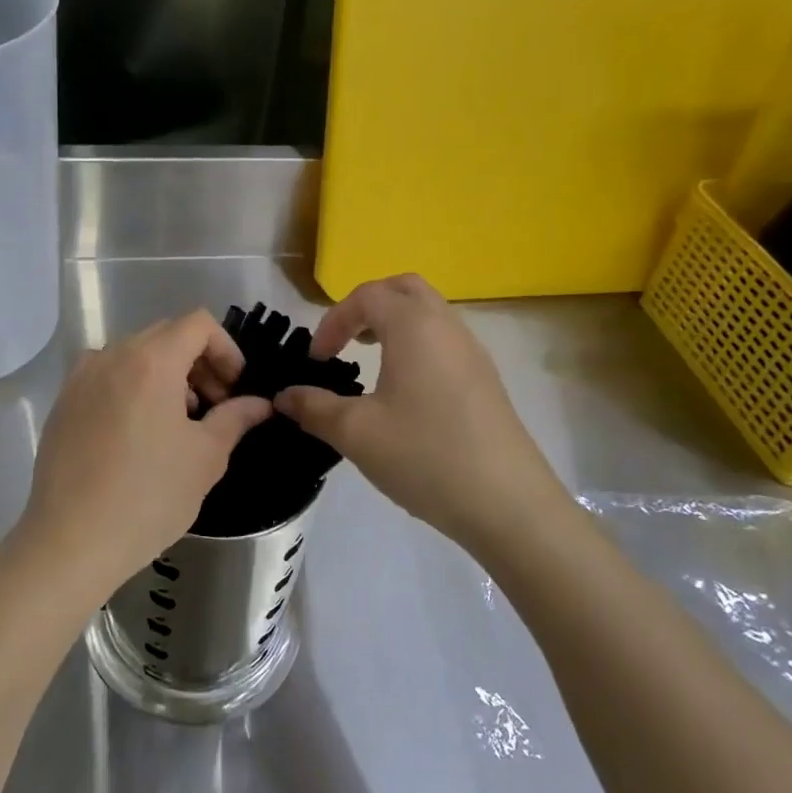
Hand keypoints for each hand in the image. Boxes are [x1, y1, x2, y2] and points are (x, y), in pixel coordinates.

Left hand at [19, 311, 271, 598]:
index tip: (234, 388)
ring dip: (166, 374)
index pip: (198, 324)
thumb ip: (235, 418)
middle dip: (198, 362)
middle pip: (165, 335)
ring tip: (177, 423)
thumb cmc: (149, 497)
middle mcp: (112, 356)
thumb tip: (260, 404)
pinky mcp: (62, 403)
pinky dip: (132, 387)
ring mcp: (81, 378)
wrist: (71, 541)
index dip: (226, 349)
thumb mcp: (205, 458)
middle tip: (213, 406)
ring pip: (134, 355)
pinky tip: (138, 434)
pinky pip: (106, 376)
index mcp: (151, 361)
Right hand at [275, 275, 560, 556]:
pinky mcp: (485, 379)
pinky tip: (403, 390)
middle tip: (345, 341)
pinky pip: (444, 340)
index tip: (316, 360)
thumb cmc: (425, 456)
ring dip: (394, 324)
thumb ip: (314, 407)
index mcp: (414, 327)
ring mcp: (473, 352)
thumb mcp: (356, 433)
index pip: (366, 296)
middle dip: (367, 306)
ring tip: (369, 360)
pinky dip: (416, 344)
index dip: (333, 321)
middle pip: (404, 289)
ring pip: (429, 313)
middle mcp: (447, 326)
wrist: (508, 503)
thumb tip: (284, 397)